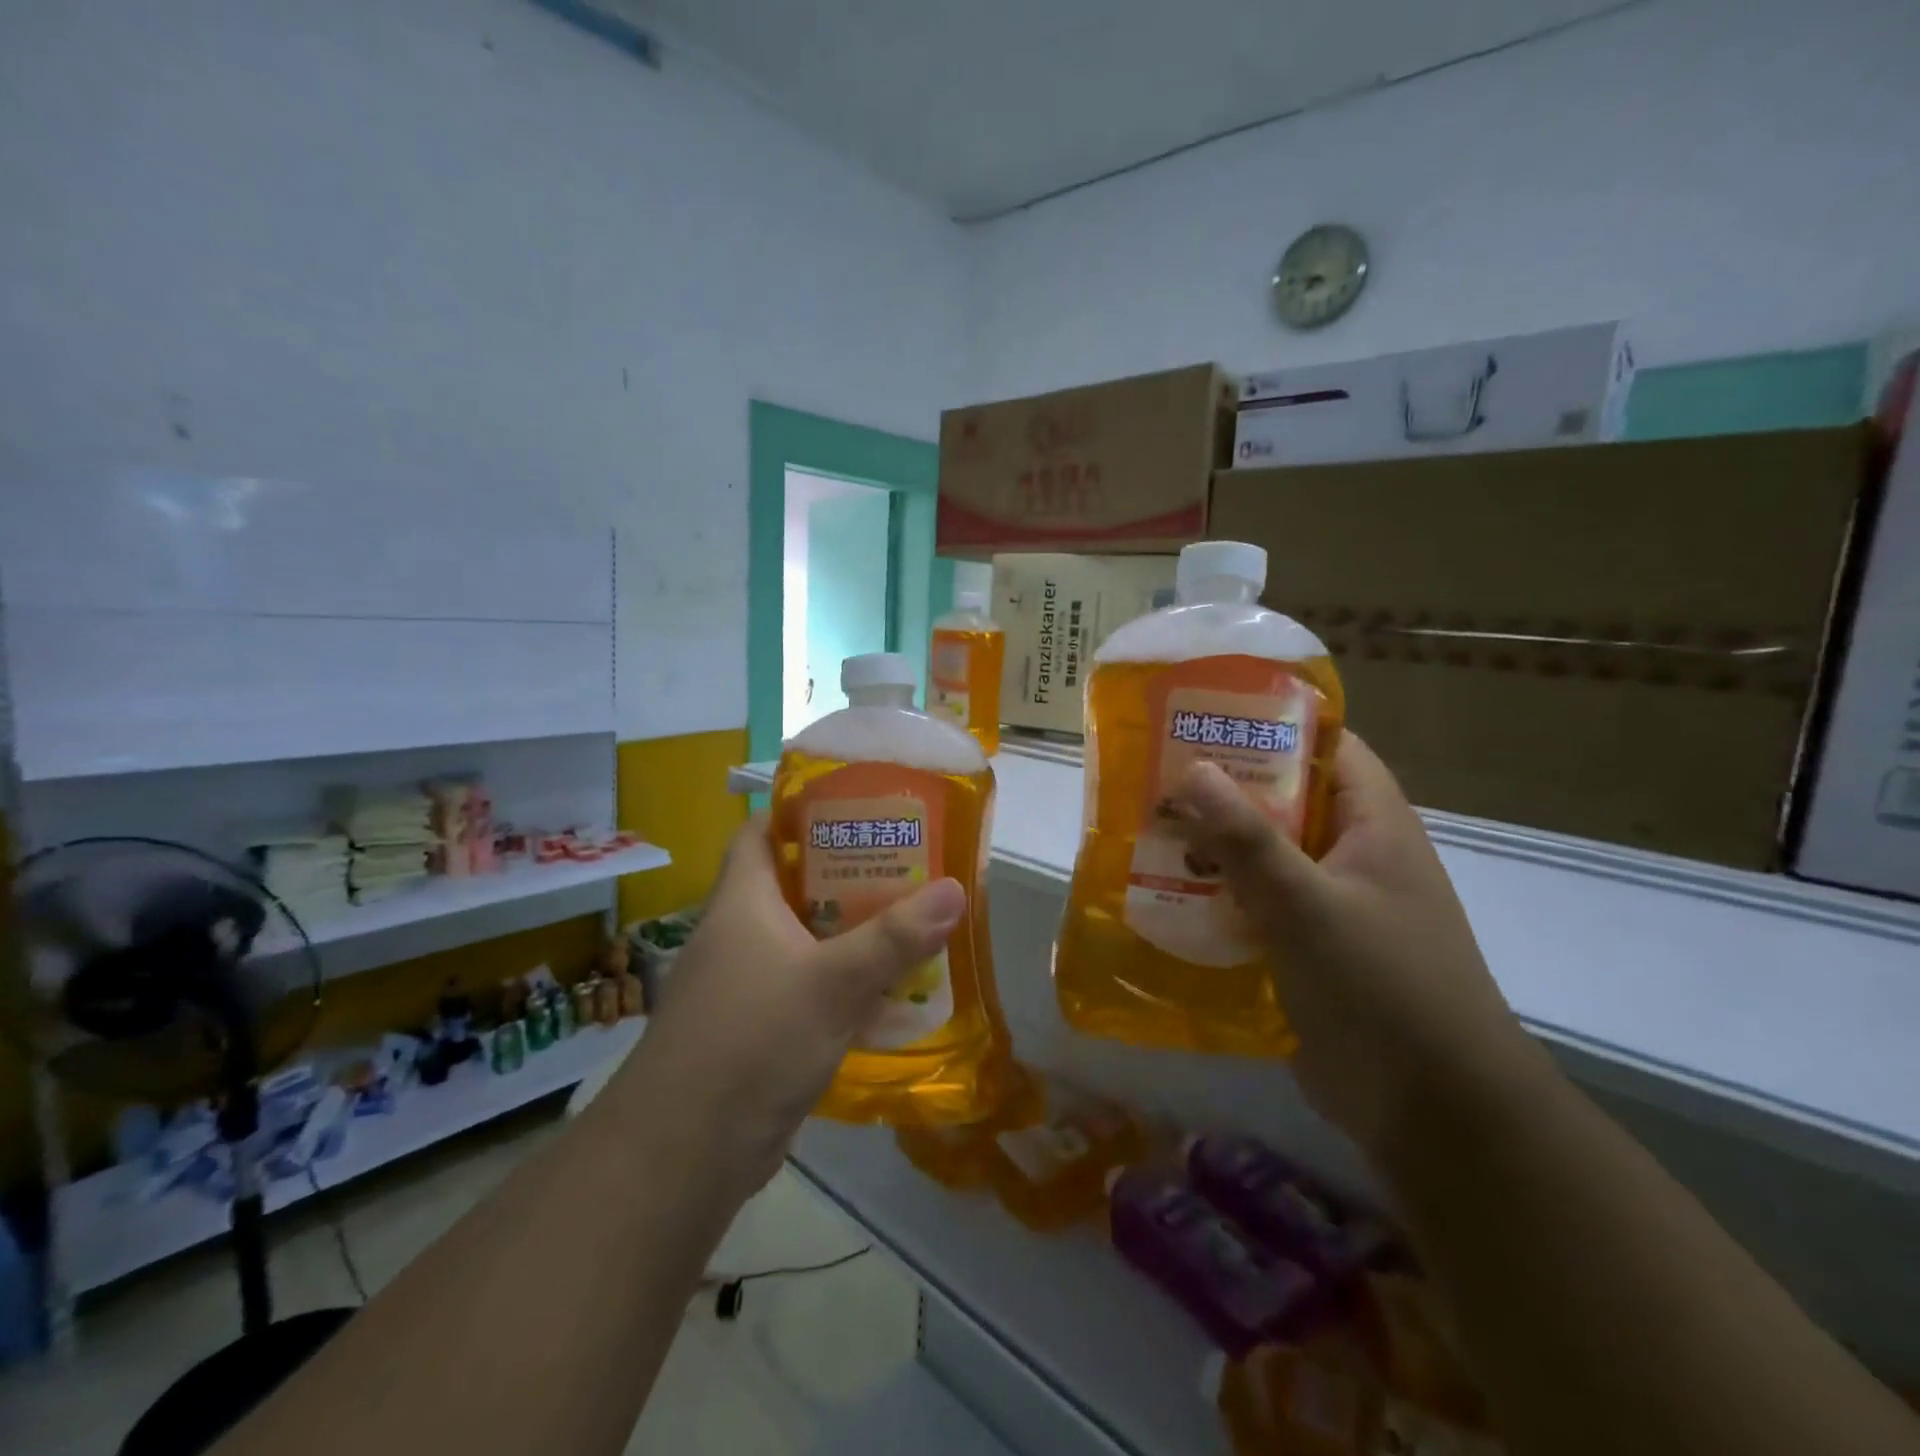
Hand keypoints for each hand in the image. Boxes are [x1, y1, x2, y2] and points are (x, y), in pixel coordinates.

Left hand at [626, 817, 965, 1200]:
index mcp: (742, 901)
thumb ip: (894, 938)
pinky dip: (844, 983)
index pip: (761, 832)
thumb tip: (955, 890)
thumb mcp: (832, 981)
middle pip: (795, 884)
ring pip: (806, 939)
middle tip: (905, 862)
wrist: (686, 1153)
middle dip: (847, 873)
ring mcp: (747, 983)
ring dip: (851, 931)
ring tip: (910, 918)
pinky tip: (890, 991)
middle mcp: (739, 934)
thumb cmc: (752, 1040)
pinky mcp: (760, 1028)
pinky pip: (809, 987)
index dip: (801, 812)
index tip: (856, 807)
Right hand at [1171, 734, 1537, 1157]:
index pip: (1326, 746)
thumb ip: (1247, 838)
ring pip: (1265, 854)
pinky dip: (1219, 894)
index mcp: (1374, 824)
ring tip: (1147, 829)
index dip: (1269, 723)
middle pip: (1284, 799)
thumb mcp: (1308, 904)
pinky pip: (1258, 903)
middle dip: (1224, 788)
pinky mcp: (1309, 947)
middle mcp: (1354, 854)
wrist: (1432, 1112)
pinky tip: (1167, 894)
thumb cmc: (1382, 987)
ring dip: (1213, 845)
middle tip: (1154, 774)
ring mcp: (1332, 903)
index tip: (1202, 715)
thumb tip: (1191, 768)